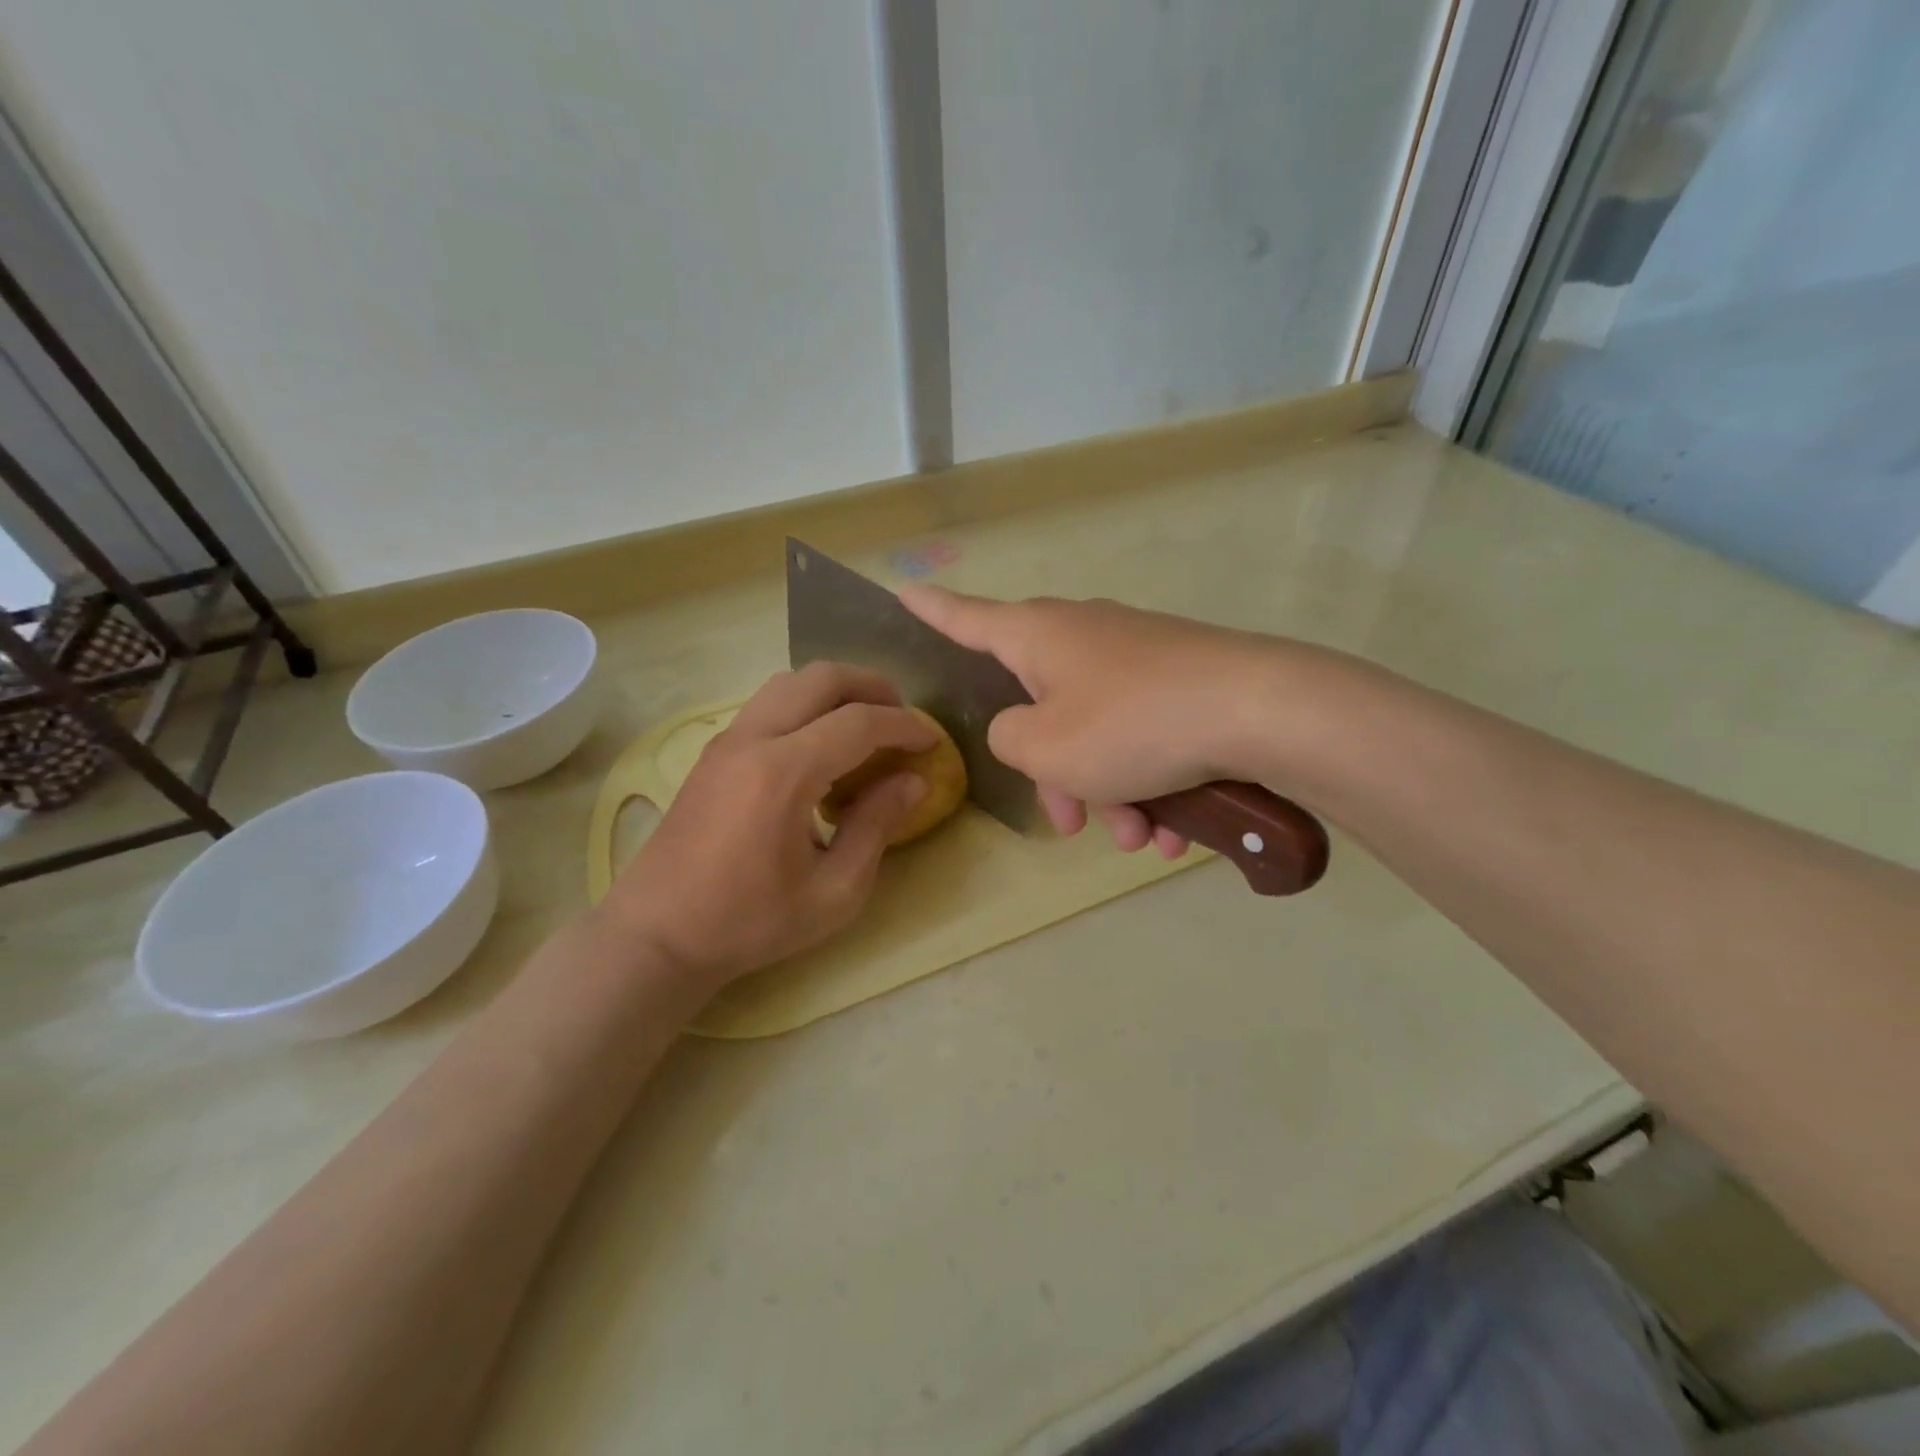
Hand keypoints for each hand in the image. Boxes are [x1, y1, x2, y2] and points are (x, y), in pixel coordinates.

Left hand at [599, 663, 934, 990]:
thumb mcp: (833, 892)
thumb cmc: (750, 922)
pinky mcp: (713, 753)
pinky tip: (821, 748)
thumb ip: (876, 827)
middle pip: (821, 678)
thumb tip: (913, 782)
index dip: (904, 725)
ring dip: (836, 691)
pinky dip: (806, 706)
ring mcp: (727, 741)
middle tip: (902, 717)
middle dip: (872, 687)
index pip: (858, 723)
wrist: (657, 935)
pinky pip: (768, 704)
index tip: (932, 742)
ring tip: (865, 725)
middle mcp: (752, 740)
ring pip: (790, 682)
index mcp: (783, 773)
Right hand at [899, 586, 1280, 854]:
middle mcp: (1083, 636)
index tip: (902, 590)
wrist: (1259, 711)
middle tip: (1071, 824)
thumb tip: (1025, 731)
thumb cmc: (1131, 724)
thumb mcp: (1044, 746)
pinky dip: (1149, 782)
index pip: (965, 618)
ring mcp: (1136, 657)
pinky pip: (1143, 735)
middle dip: (1054, 773)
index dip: (930, 610)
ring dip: (1109, 792)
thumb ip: (1009, 739)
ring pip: (1097, 733)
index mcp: (1037, 636)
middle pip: (1041, 706)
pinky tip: (1177, 831)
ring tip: (1141, 839)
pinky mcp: (1181, 681)